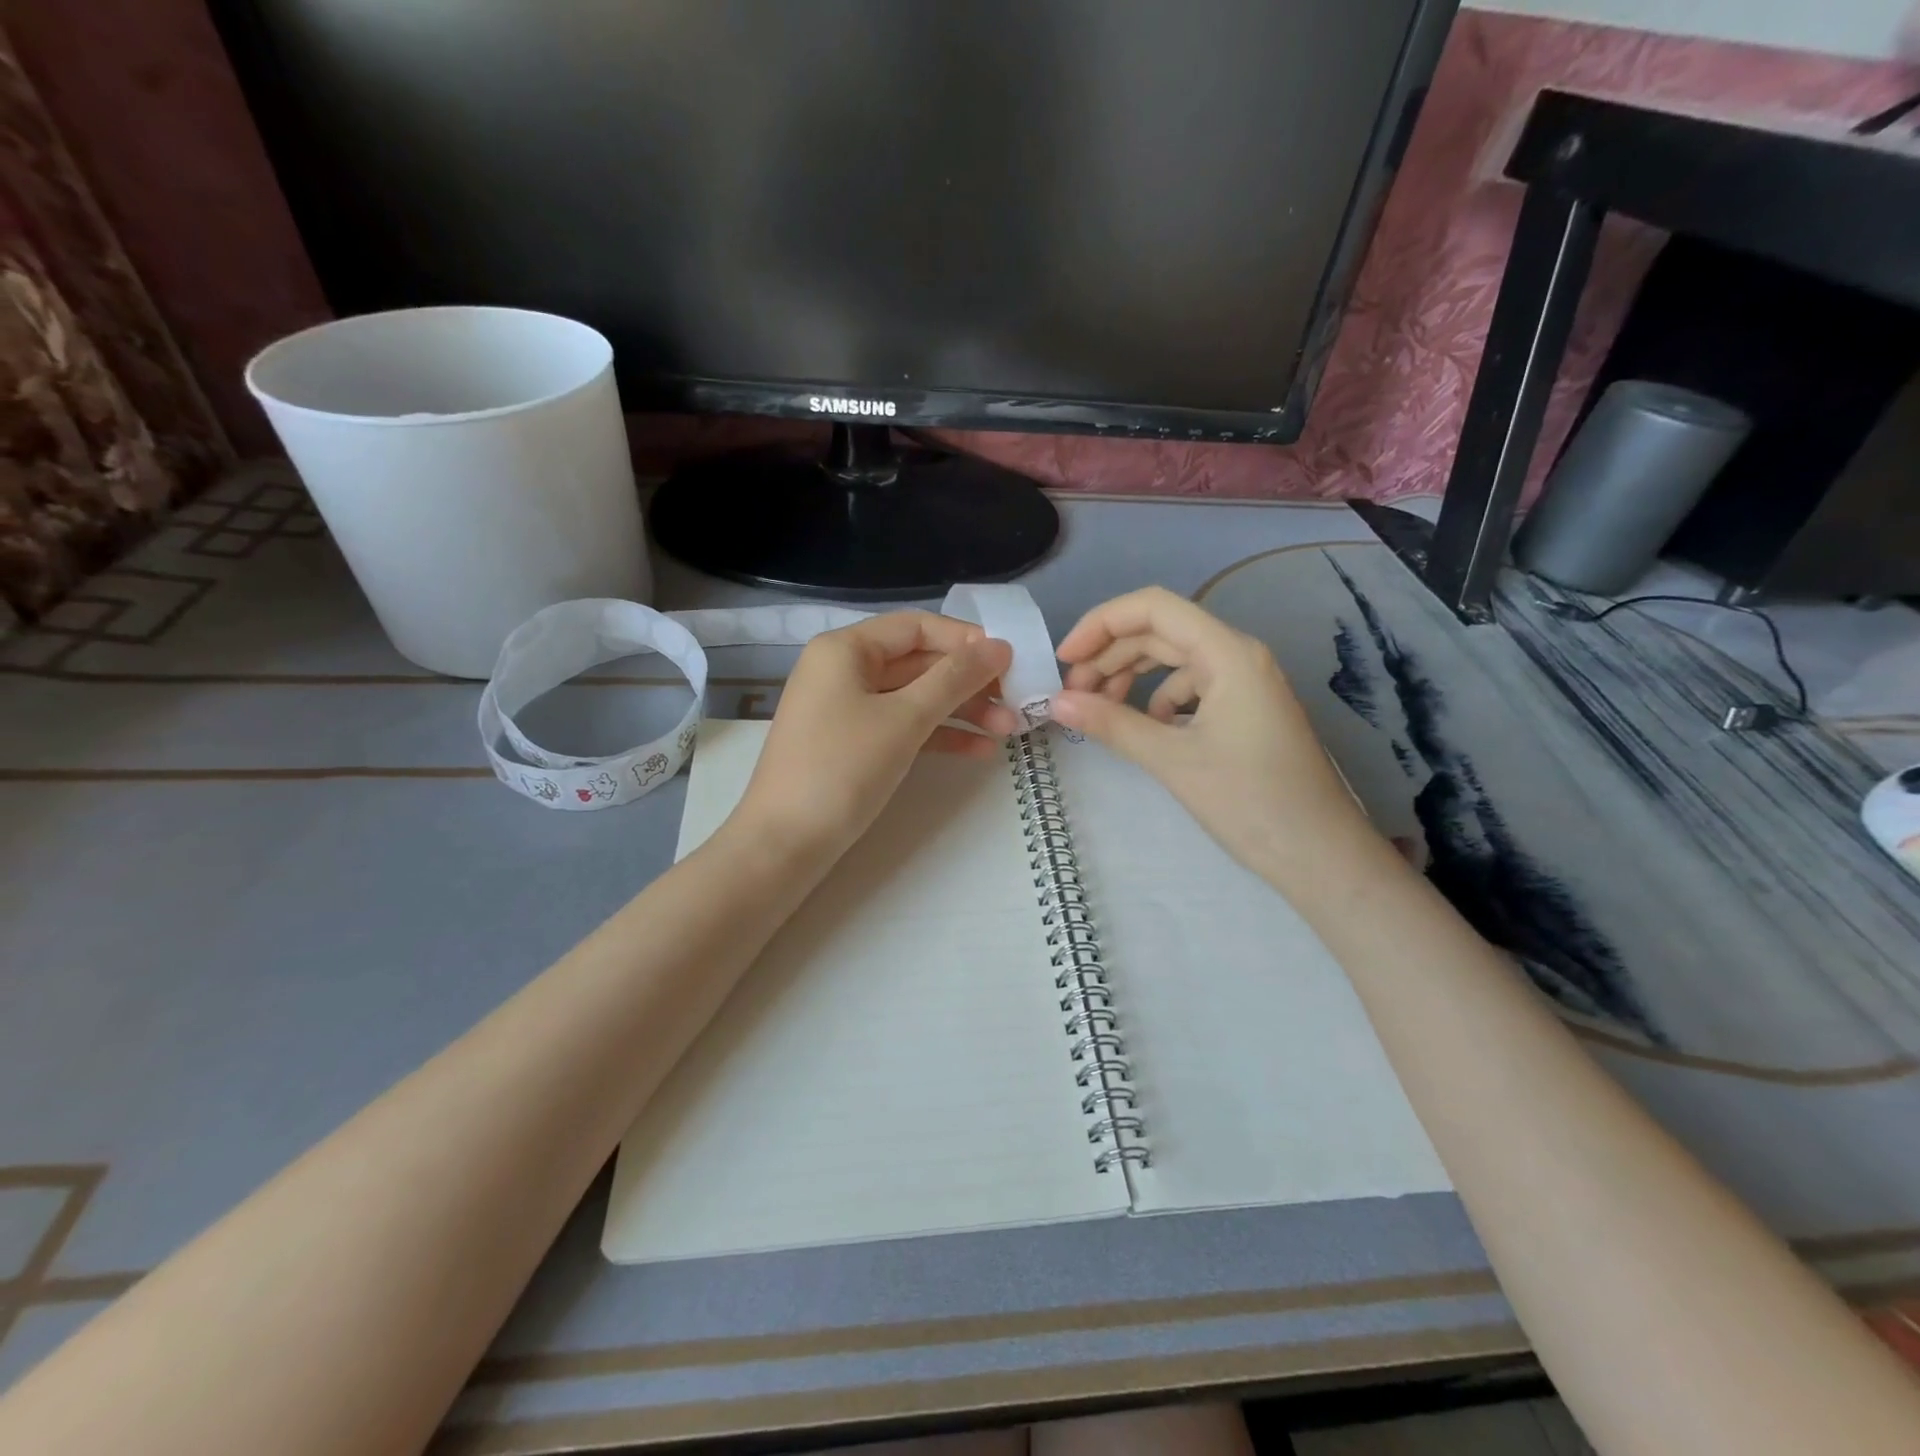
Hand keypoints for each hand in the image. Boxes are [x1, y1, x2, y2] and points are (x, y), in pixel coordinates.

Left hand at [733, 611, 1019, 860]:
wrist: (784, 844)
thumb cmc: (842, 769)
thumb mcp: (905, 719)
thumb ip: (955, 679)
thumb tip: (1000, 646)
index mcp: (846, 649)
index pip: (917, 627)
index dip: (965, 640)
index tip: (1010, 661)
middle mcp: (844, 670)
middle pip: (918, 662)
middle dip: (969, 682)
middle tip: (1016, 702)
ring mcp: (847, 709)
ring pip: (915, 698)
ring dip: (961, 711)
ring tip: (1008, 730)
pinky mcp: (853, 744)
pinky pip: (903, 727)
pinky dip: (938, 735)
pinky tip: (979, 751)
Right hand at [1050, 588, 1375, 883]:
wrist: (1319, 855)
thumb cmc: (1250, 802)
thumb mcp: (1172, 760)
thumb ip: (1112, 724)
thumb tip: (1057, 703)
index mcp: (1227, 653)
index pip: (1153, 608)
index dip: (1101, 624)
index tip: (1064, 660)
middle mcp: (1238, 655)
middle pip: (1160, 632)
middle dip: (1110, 656)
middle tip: (1073, 695)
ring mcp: (1244, 683)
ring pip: (1173, 660)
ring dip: (1130, 677)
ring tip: (1099, 709)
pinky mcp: (1245, 709)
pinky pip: (1191, 687)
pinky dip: (1157, 700)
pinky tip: (1145, 729)